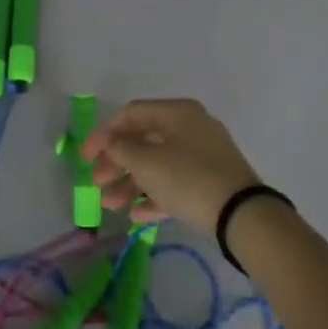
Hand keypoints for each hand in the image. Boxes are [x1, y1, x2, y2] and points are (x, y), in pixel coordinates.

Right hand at [82, 98, 260, 232]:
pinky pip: (175, 183)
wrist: (242, 215)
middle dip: (116, 163)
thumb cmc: (188, 178)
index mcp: (176, 113)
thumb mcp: (147, 162)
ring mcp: (202, 156)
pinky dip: (154, 196)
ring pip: (157, 164)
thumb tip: (112, 141)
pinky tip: (136, 216)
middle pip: (143, 140)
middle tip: (97, 183)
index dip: (103, 133)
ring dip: (131, 183)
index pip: (130, 114)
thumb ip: (121, 148)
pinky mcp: (210, 182)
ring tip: (110, 205)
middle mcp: (190, 128)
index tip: (85, 157)